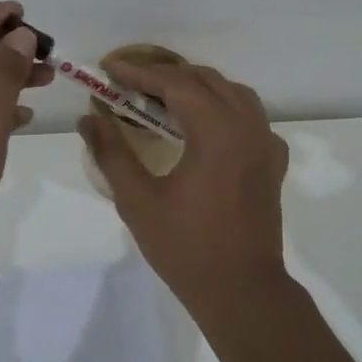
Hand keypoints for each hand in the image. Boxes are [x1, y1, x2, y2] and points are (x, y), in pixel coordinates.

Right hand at [78, 60, 289, 319]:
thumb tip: (88, 119)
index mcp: (217, 130)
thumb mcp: (138, 201)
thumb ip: (112, 154)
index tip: (110, 69)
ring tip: (164, 99)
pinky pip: (250, 117)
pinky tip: (204, 128)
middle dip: (166, 76)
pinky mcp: (273, 162)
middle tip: (130, 85)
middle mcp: (247, 126)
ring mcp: (266, 143)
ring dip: (197, 88)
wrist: (243, 291)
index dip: (139, 73)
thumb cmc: (187, 247)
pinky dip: (224, 108)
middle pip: (206, 80)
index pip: (175, 83)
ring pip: (233, 93)